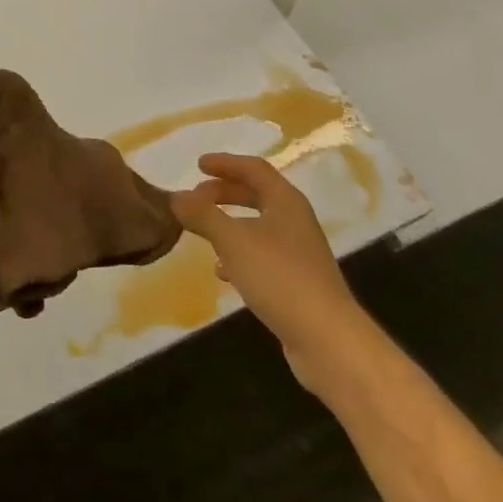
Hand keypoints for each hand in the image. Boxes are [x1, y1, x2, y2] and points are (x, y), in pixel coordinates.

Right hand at [172, 153, 356, 388]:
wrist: (327, 338)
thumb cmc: (279, 277)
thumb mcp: (233, 241)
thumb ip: (202, 215)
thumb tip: (176, 197)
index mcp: (285, 201)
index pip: (254, 168)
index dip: (225, 163)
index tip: (198, 165)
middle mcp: (295, 220)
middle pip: (257, 195)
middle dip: (224, 193)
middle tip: (195, 197)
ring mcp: (298, 252)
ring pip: (258, 226)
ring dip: (229, 224)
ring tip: (203, 232)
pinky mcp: (296, 281)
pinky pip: (262, 255)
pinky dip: (239, 254)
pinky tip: (222, 272)